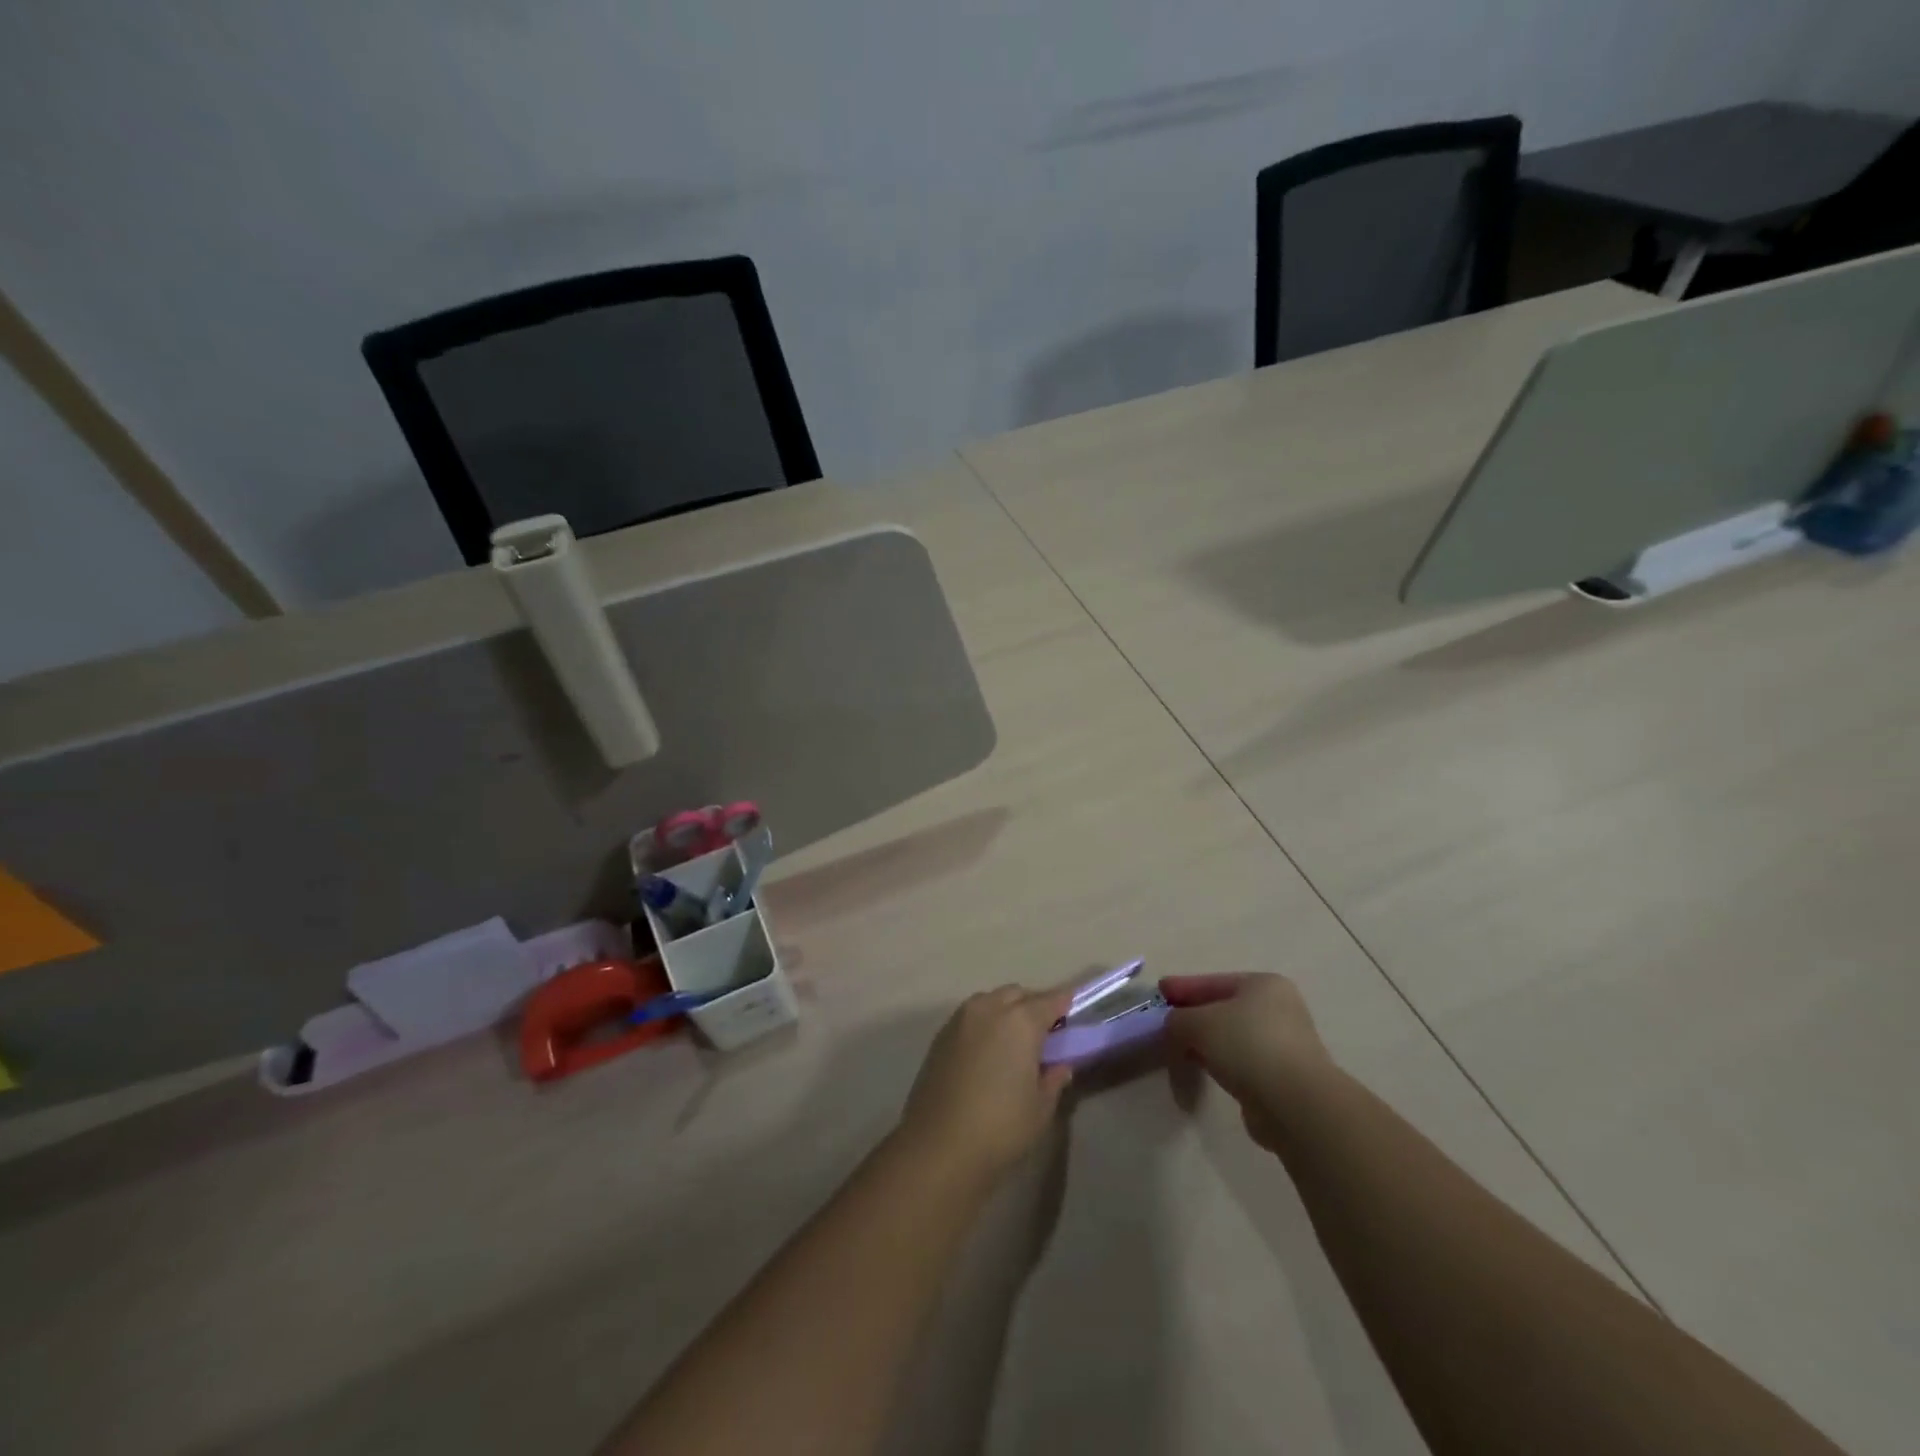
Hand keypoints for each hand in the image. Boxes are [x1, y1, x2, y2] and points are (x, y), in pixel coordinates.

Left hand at [896, 986, 1073, 1190]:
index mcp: (1020, 1021)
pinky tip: (988, 1050)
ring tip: (1013, 1040)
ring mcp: (961, 1019)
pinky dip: (984, 1023)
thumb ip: (1053, 1079)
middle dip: (1032, 1005)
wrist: (938, 1145)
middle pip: (1017, 994)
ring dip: (1005, 1011)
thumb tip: (1059, 1065)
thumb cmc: (1000, 1126)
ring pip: (990, 1001)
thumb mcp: (1040, 1108)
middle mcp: (989, 1009)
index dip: (1063, 1004)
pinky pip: (970, 1017)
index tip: (1071, 1011)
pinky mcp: (940, 1035)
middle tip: (1044, 1031)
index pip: (1049, 1001)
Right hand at [1161, 973, 1331, 1150]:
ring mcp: (1284, 1044)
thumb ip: (1177, 1020)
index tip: (1159, 993)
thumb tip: (1173, 1027)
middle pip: (1223, 1009)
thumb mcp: (1198, 1023)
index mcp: (1263, 985)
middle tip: (1165, 1026)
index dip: (1183, 988)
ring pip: (1232, 1038)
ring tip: (1179, 1052)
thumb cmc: (1247, 1046)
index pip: (1213, 982)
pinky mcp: (1283, 1078)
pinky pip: (1241, 1063)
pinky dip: (1221, 1065)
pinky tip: (1203, 1072)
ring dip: (1205, 1045)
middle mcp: (1278, 1009)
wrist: (1296, 1104)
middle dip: (1193, 1018)